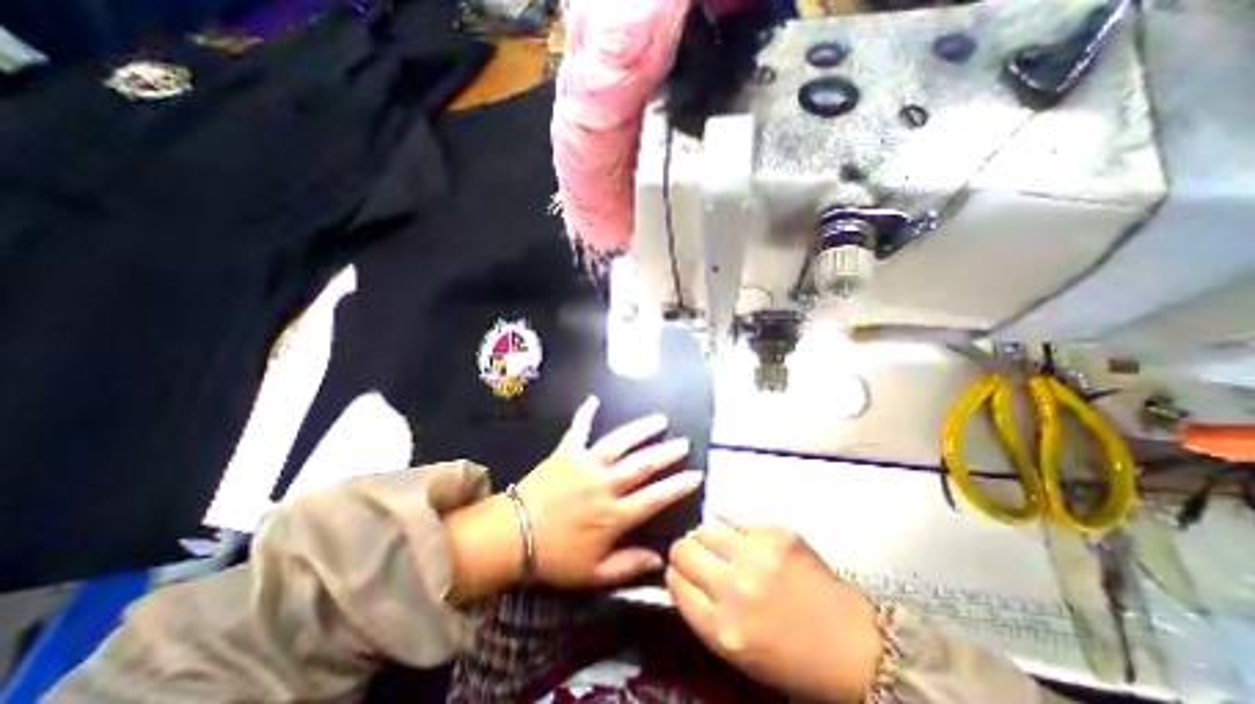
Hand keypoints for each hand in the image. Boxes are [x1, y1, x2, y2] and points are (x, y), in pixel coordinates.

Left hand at [515, 395, 701, 586]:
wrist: (512, 538)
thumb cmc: (554, 558)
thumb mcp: (594, 574)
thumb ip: (629, 566)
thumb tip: (660, 559)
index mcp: (613, 515)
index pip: (654, 497)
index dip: (678, 486)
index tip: (696, 474)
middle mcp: (605, 485)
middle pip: (642, 465)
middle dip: (667, 453)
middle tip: (683, 442)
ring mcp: (585, 465)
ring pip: (619, 443)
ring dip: (640, 430)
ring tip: (659, 420)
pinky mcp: (566, 453)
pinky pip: (577, 429)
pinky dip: (585, 414)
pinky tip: (593, 399)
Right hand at [667, 519, 881, 702]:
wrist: (855, 645)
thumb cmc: (793, 658)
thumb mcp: (737, 651)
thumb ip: (703, 613)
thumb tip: (680, 575)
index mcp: (724, 629)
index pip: (675, 584)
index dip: (675, 576)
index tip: (681, 573)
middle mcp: (735, 588)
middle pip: (683, 549)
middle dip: (684, 551)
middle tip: (696, 555)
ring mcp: (757, 555)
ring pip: (704, 528)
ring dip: (706, 537)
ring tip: (719, 545)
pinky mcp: (776, 532)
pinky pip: (733, 517)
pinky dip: (730, 526)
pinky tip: (740, 537)